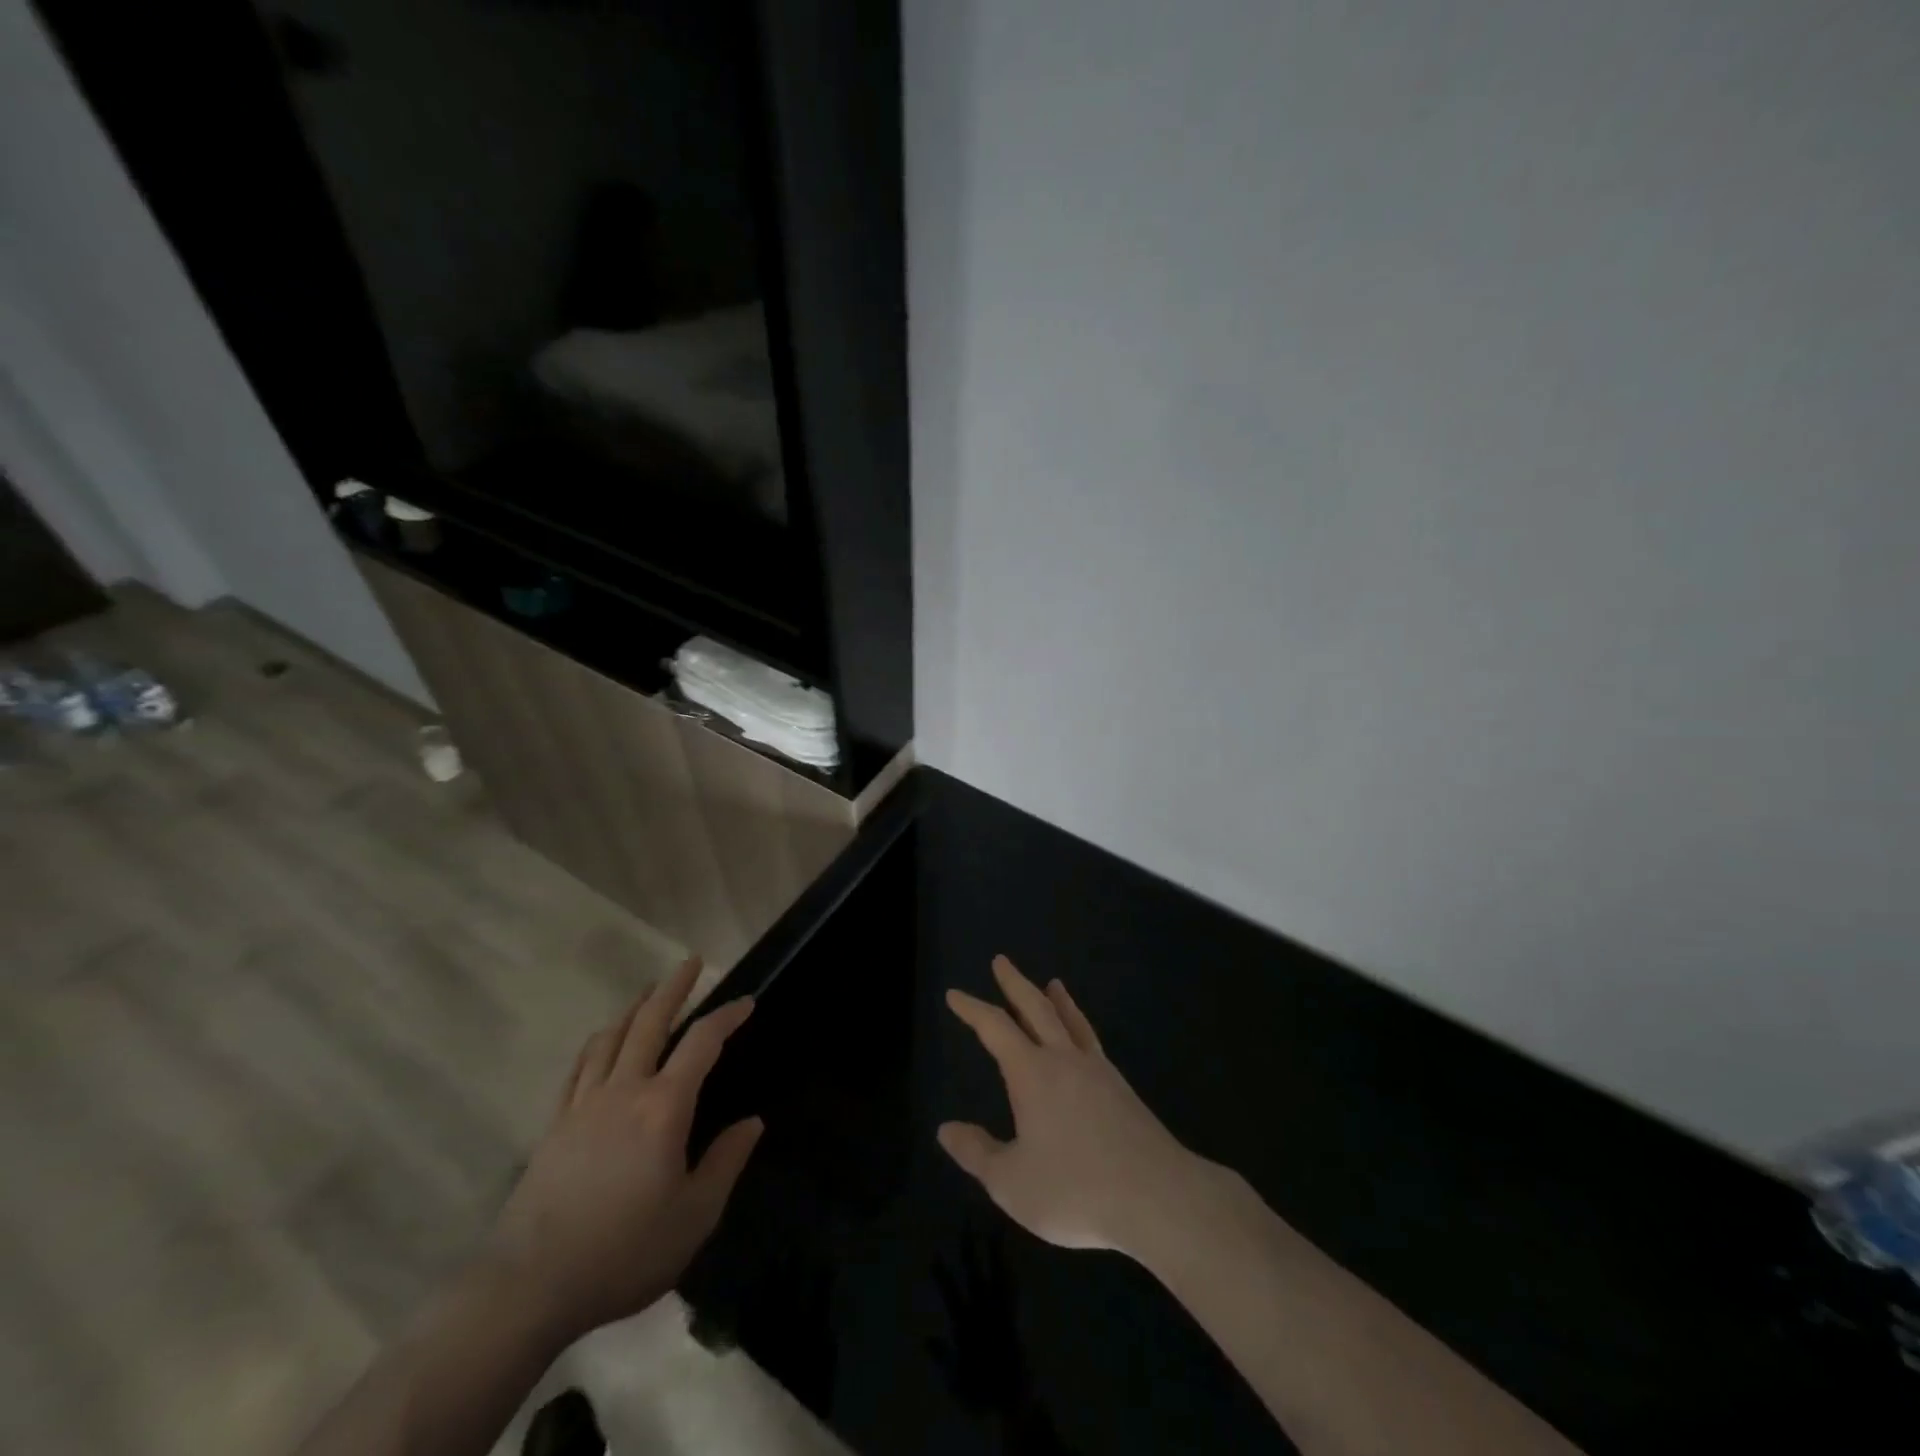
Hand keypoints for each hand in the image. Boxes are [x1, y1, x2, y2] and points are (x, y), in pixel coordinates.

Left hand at [484, 957, 762, 1344]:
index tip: (746, 1001)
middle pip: (650, 1022)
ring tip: (649, 992)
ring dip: (634, 1008)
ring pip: (611, 1038)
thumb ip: (725, 1162)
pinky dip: (596, 1044)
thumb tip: (752, 1123)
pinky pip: (579, 1068)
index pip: (702, 1043)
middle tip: (692, 962)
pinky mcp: (554, 1125)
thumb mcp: (694, 1216)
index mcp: (664, 1107)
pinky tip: (601, 1041)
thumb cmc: (624, 1251)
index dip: (727, 1016)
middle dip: (674, 987)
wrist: (530, 1286)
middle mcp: (624, 1091)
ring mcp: (584, 1104)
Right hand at [939, 955, 1204, 1256]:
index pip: (995, 1028)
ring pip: (1072, 1021)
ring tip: (1053, 983)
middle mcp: (1064, 1059)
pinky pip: (1092, 1041)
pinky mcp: (1122, 1090)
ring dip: (1057, 1000)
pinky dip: (1081, 1026)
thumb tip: (946, 1129)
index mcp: (1032, 1073)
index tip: (954, 994)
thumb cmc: (1076, 1189)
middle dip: (1014, 983)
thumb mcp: (1012, 1182)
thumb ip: (977, 1153)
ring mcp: (1098, 1071)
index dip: (972, 1009)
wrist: (1157, 1198)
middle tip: (1001, 961)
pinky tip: (1083, 1040)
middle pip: (1036, 1008)